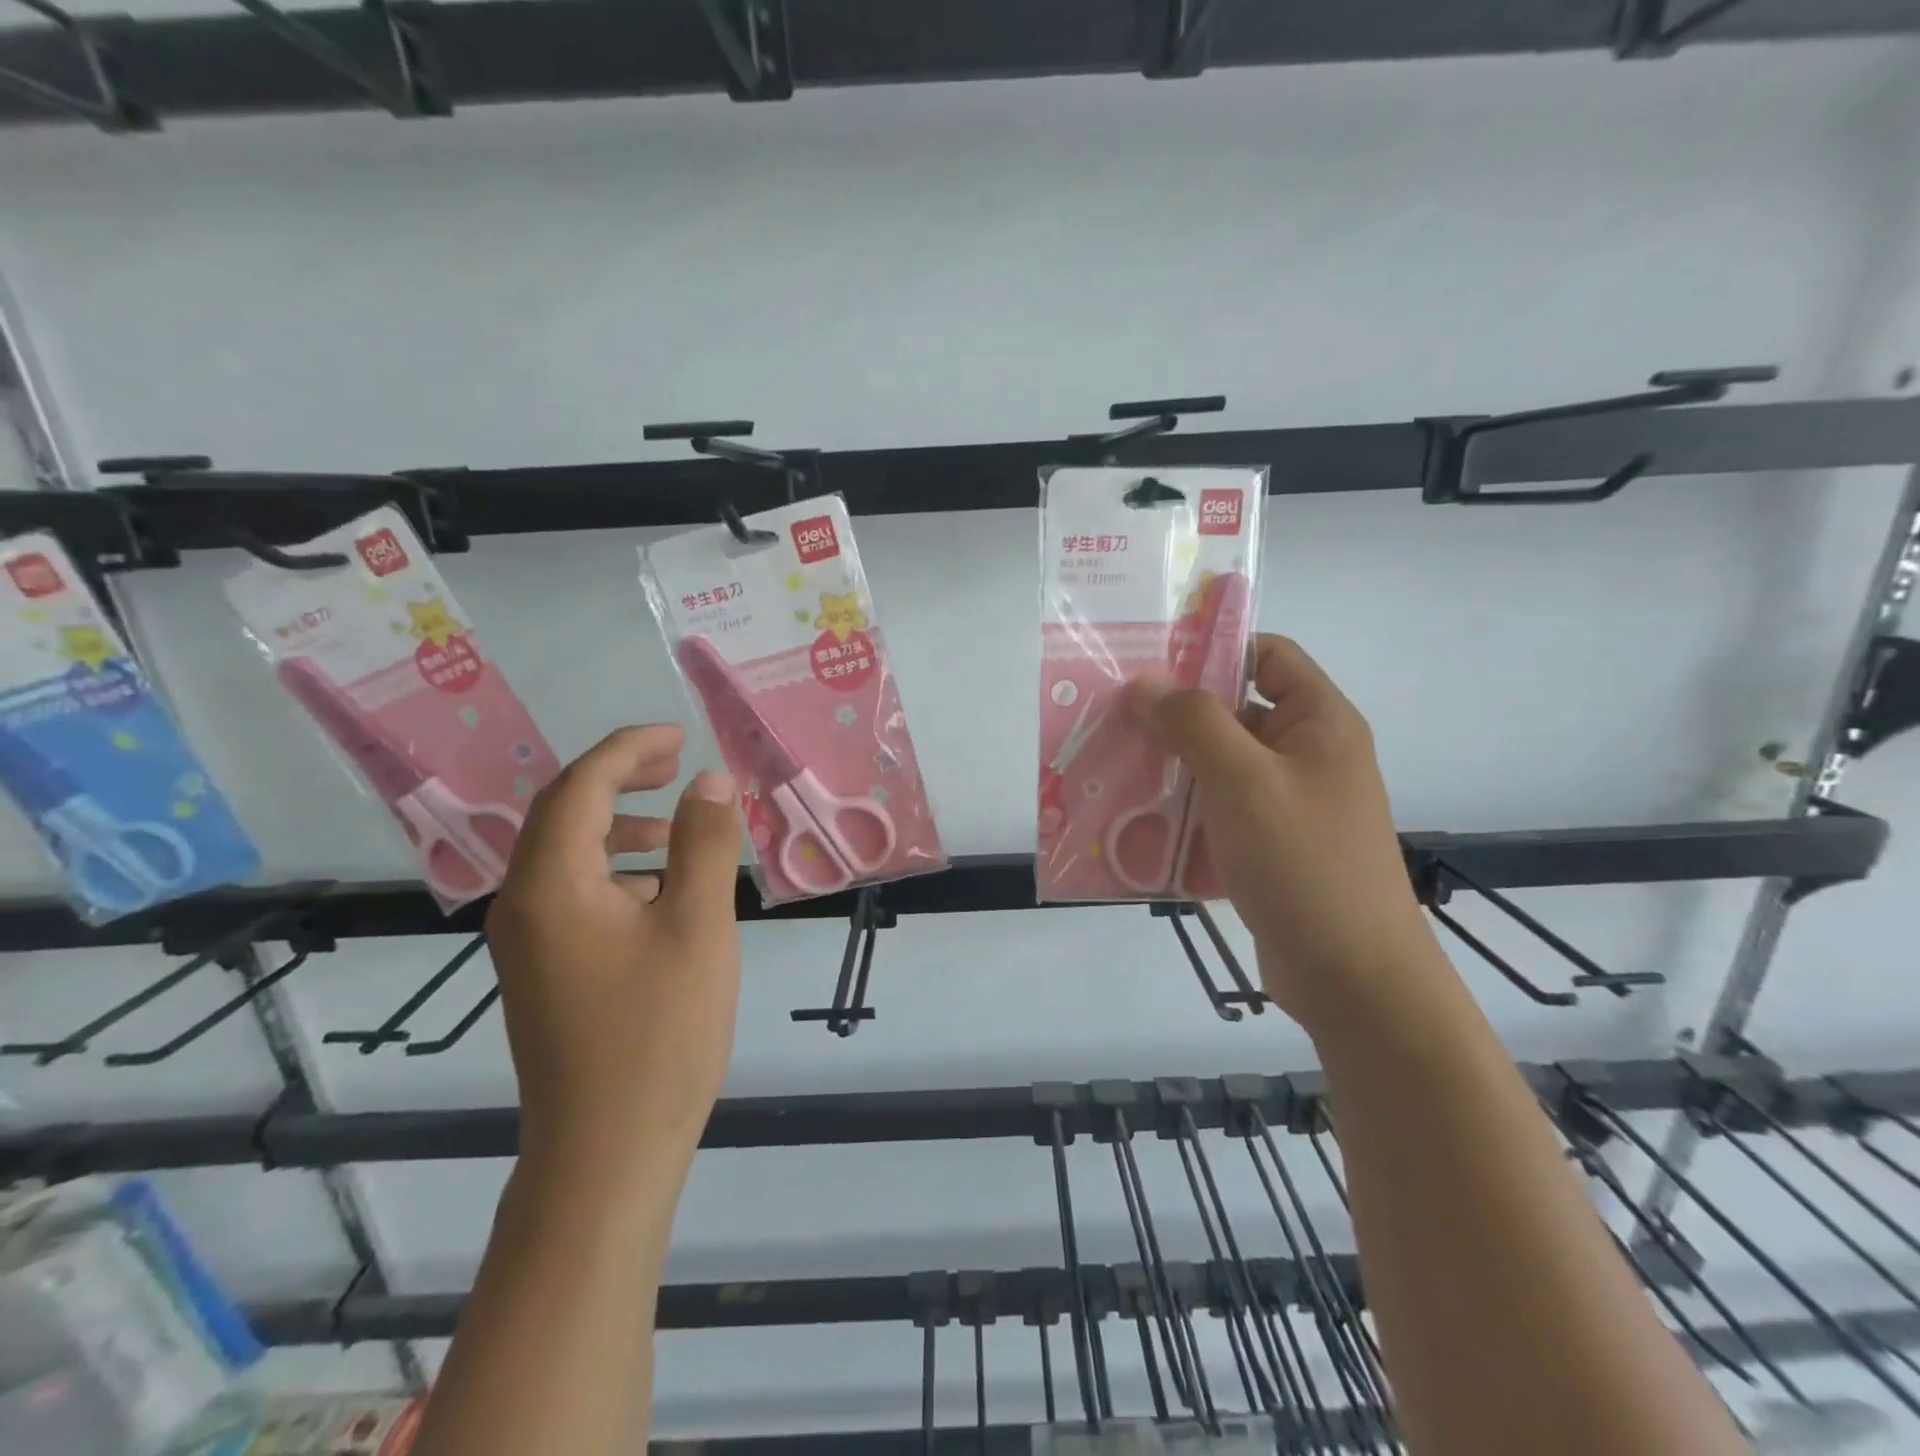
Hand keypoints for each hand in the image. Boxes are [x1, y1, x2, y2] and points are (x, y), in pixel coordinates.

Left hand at [485, 724, 740, 1181]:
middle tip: (678, 764)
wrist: (606, 1154)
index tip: (680, 736)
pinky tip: (665, 892)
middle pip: (564, 815)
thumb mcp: (698, 926)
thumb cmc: (658, 1033)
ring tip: (682, 828)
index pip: (580, 788)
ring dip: (623, 827)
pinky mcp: (544, 973)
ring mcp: (528, 944)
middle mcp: (523, 906)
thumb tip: (711, 780)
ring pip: (569, 857)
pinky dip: (619, 871)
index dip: (629, 750)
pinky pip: (574, 894)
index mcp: (551, 886)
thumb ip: (704, 844)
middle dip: (621, 780)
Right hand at [1126, 635, 1433, 1024]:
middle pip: (1235, 710)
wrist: (1351, 977)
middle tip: (1113, 716)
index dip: (1213, 649)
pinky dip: (1181, 809)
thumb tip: (1145, 684)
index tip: (1150, 661)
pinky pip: (1218, 811)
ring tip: (1113, 765)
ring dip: (1171, 765)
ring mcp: (1288, 804)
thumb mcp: (1243, 780)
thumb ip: (1194, 722)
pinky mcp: (1268, 846)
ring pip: (1220, 765)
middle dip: (1175, 713)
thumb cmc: (1303, 862)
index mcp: (1318, 722)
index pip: (1267, 655)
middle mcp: (1306, 755)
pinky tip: (1135, 819)